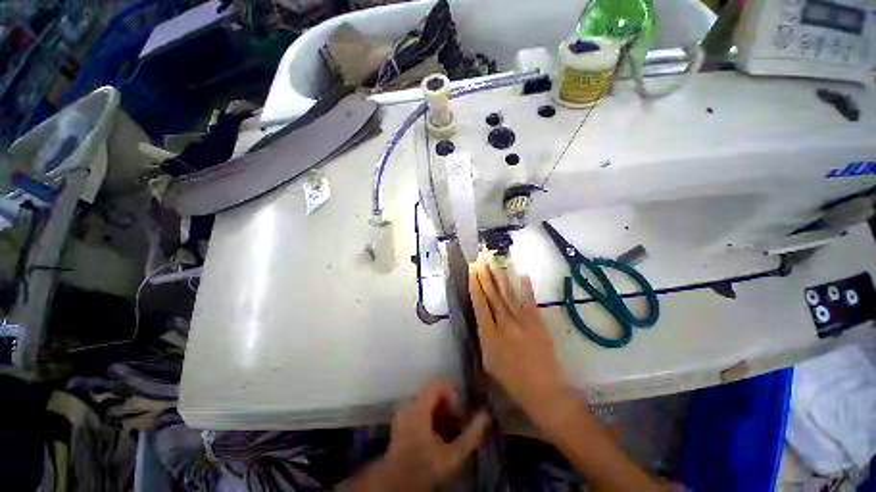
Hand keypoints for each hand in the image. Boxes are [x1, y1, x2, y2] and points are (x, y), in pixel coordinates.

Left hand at [342, 380, 488, 490]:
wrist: (396, 486)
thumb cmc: (424, 469)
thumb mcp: (452, 456)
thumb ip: (471, 435)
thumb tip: (486, 416)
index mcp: (418, 407)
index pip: (437, 384)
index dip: (452, 393)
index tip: (460, 411)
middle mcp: (408, 405)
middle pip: (433, 393)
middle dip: (448, 406)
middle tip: (458, 424)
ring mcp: (402, 413)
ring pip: (427, 402)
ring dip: (441, 413)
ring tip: (450, 432)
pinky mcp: (400, 422)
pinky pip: (419, 409)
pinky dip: (431, 418)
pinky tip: (437, 436)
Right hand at [469, 252, 568, 428]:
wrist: (544, 390)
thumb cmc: (512, 380)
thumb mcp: (488, 362)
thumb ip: (484, 337)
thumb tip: (483, 318)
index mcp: (489, 334)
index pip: (479, 304)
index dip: (474, 285)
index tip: (471, 270)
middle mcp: (504, 323)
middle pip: (492, 294)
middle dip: (484, 275)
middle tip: (480, 258)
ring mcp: (522, 320)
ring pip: (507, 293)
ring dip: (500, 276)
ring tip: (494, 261)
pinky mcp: (537, 321)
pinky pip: (529, 300)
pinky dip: (525, 286)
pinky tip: (521, 273)